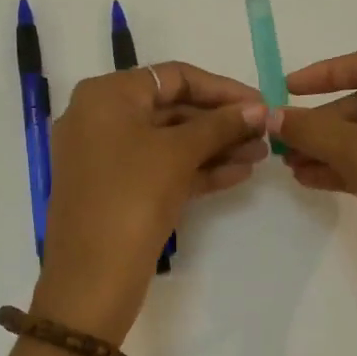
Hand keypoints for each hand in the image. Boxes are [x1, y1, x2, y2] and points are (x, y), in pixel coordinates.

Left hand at [33, 62, 267, 342]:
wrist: (91, 279)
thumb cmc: (132, 197)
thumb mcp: (178, 154)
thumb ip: (221, 125)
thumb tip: (259, 108)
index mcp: (106, 96)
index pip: (173, 76)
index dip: (222, 88)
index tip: (261, 104)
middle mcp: (101, 118)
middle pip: (172, 108)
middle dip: (221, 122)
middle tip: (265, 133)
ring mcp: (106, 157)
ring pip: (169, 142)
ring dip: (215, 147)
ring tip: (261, 156)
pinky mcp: (117, 189)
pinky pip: (161, 168)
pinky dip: (196, 169)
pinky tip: (238, 173)